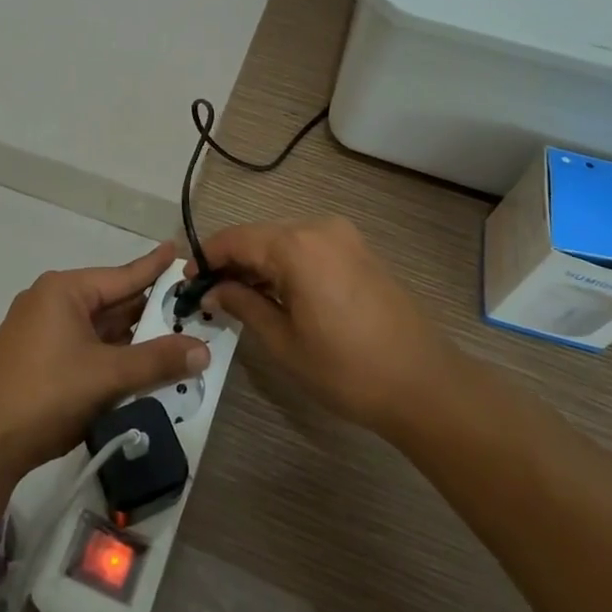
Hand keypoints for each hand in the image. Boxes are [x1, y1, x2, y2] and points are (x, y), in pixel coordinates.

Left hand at [0, 242, 209, 480]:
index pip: (122, 275)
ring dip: (132, 337)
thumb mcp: (107, 376)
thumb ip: (157, 361)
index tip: (177, 249)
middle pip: (112, 301)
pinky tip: (137, 363)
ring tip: (173, 336)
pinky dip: (111, 353)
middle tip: (190, 307)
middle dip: (149, 310)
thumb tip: (203, 349)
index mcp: (64, 291)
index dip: (154, 266)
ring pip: (99, 327)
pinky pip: (84, 345)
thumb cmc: (47, 395)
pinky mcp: (36, 357)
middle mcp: (51, 301)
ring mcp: (40, 330)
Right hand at [199, 216, 458, 435]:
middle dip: (233, 262)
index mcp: (296, 245)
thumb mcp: (283, 342)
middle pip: (260, 236)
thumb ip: (242, 306)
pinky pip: (309, 248)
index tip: (188, 280)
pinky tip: (278, 294)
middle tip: (211, 294)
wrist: (424, 384)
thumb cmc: (346, 368)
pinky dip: (287, 265)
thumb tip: (214, 291)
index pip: (236, 239)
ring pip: (284, 241)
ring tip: (240, 298)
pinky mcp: (360, 250)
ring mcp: (344, 236)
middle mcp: (319, 228)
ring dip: (260, 264)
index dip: (207, 257)